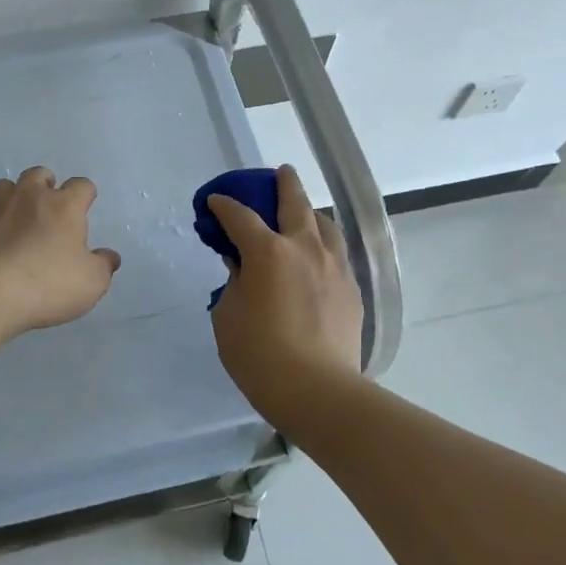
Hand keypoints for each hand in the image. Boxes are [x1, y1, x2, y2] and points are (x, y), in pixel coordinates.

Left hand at [0, 167, 121, 339]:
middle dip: (45, 185)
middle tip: (49, 206)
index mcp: (63, 206)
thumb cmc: (46, 284)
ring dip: (11, 198)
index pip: (81, 186)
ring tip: (15, 219)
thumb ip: (102, 267)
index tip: (86, 204)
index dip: (86, 194)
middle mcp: (27, 197)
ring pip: (3, 187)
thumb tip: (109, 257)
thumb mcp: (90, 283)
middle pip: (38, 175)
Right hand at [207, 164, 364, 425]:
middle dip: (284, 184)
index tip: (214, 202)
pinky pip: (336, 252)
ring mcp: (334, 266)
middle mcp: (304, 248)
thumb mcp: (228, 316)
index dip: (224, 206)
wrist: (319, 392)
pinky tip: (318, 256)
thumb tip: (242, 267)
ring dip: (310, 212)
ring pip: (324, 224)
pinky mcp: (351, 289)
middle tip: (280, 172)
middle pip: (295, 203)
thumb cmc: (260, 355)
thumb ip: (233, 283)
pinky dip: (323, 244)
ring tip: (303, 214)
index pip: (240, 216)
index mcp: (268, 251)